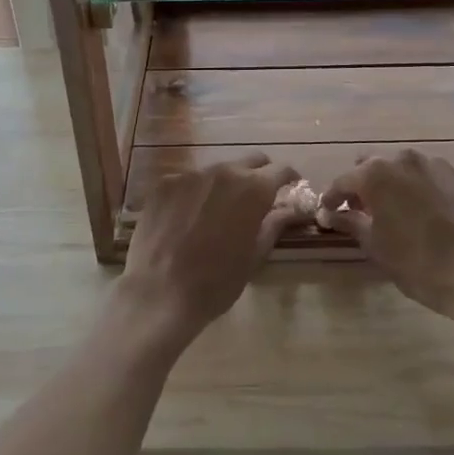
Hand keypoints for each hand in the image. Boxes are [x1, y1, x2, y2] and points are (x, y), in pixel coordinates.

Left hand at [119, 154, 299, 346]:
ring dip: (225, 184)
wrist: (161, 293)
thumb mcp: (255, 255)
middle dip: (259, 175)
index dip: (290, 178)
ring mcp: (191, 174)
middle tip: (258, 198)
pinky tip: (188, 217)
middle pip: (250, 161)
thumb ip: (275, 224)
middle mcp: (224, 171)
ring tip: (218, 211)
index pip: (281, 170)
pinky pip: (188, 181)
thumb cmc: (217, 281)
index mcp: (253, 188)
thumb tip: (292, 210)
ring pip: (217, 170)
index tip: (291, 188)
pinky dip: (195, 193)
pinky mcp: (165, 183)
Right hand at [322, 149, 453, 320]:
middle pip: (372, 166)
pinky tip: (428, 213)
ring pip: (403, 168)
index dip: (332, 197)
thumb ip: (350, 222)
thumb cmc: (421, 265)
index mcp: (376, 174)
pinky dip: (422, 189)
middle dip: (363, 186)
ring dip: (394, 185)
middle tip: (363, 212)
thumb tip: (329, 213)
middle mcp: (403, 159)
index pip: (343, 181)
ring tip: (398, 212)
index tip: (327, 212)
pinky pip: (431, 176)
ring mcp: (436, 164)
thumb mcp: (377, 247)